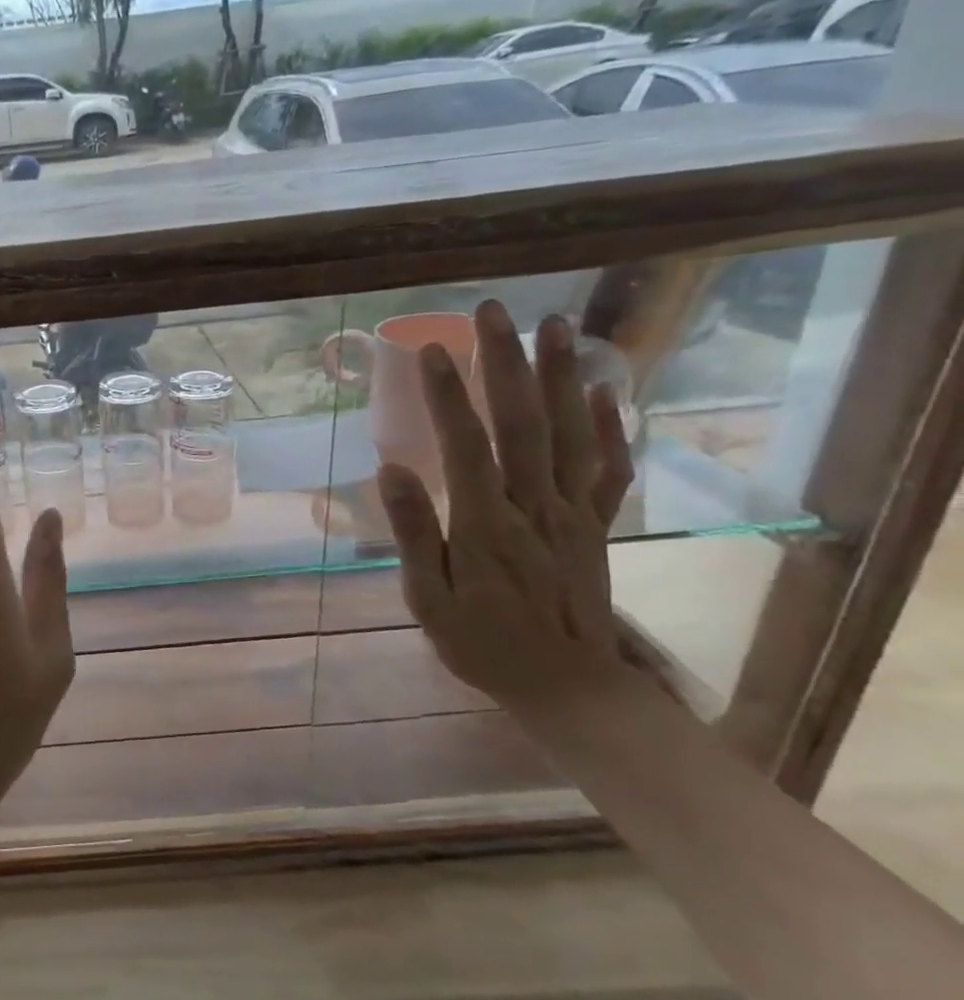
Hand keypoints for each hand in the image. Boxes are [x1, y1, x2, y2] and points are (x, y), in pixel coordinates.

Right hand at [376, 301, 635, 711]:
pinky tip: (603, 392)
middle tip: (493, 312)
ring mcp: (572, 512)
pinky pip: (608, 469)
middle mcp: (534, 506)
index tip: (431, 350)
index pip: (466, 445)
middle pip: (522, 422)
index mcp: (485, 523)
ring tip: (554, 326)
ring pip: (569, 432)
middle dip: (506, 363)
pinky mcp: (595, 524)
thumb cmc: (481, 642)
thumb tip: (390, 470)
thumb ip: (412, 532)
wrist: (566, 687)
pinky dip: (609, 427)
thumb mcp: (427, 598)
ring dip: (560, 376)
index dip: (447, 395)